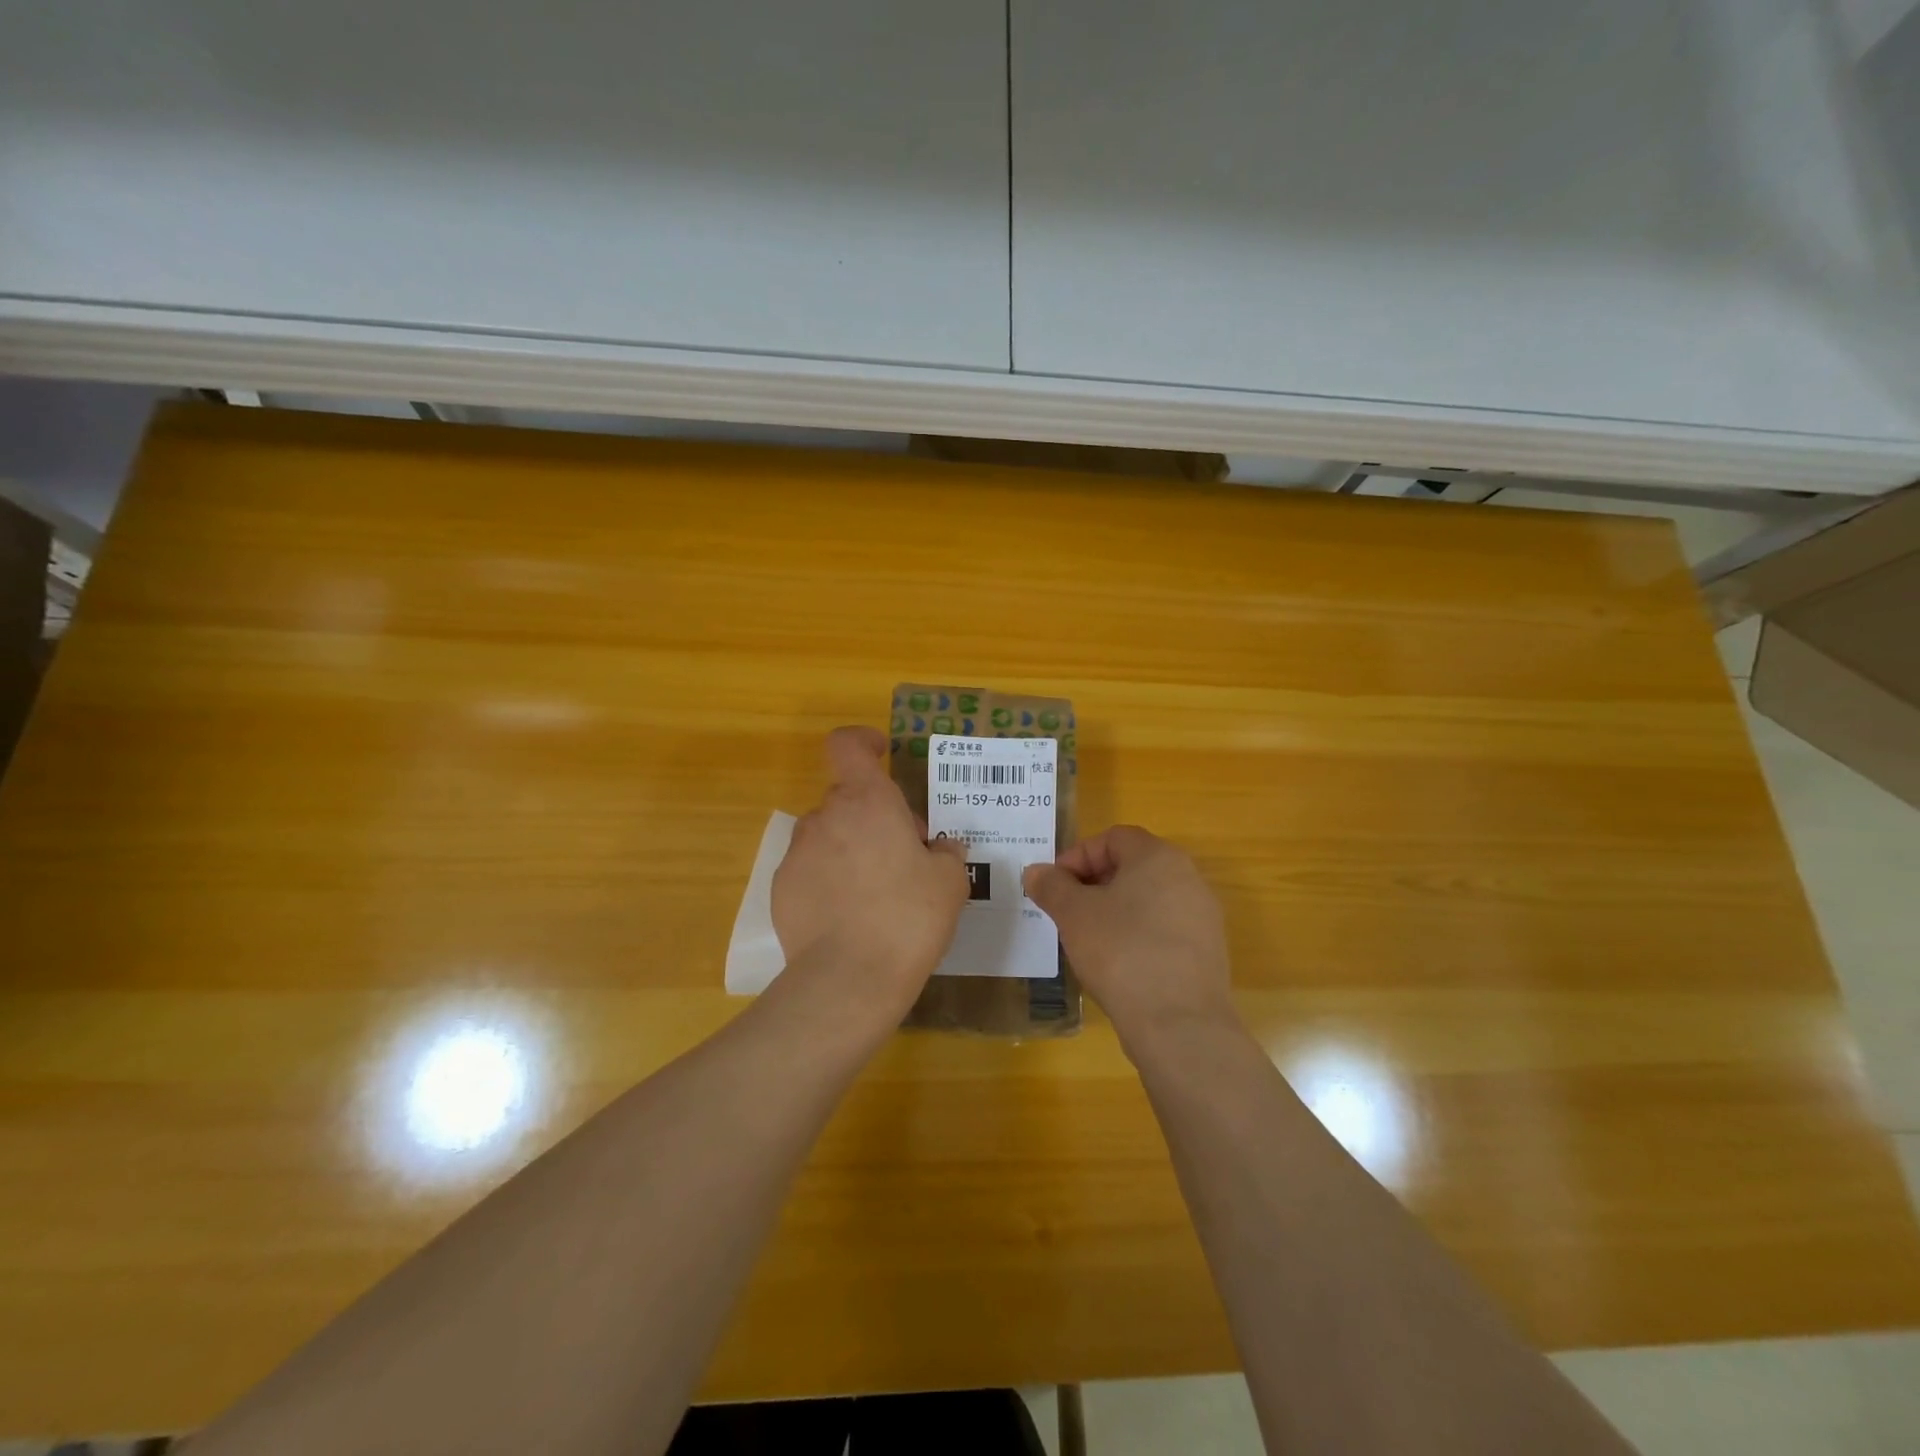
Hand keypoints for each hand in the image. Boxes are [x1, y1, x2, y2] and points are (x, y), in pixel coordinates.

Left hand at [772, 727, 969, 1023]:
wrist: (850, 979)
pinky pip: (810, 870)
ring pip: (828, 836)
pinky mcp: (781, 889)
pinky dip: (828, 881)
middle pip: (848, 799)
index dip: (862, 742)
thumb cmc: (909, 917)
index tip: (881, 754)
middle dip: (874, 817)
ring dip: (850, 849)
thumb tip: (939, 846)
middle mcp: (826, 817)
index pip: (847, 745)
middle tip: (904, 855)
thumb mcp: (950, 881)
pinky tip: (849, 917)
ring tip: (876, 893)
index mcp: (867, 801)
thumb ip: (946, 852)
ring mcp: (798, 853)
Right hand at [1023, 826, 1237, 1054]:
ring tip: (1088, 938)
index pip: (1112, 838)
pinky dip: (1137, 935)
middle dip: (1093, 884)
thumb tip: (1036, 872)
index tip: (1055, 886)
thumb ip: (1051, 886)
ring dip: (1114, 910)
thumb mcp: (1073, 914)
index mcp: (1158, 857)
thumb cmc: (1121, 952)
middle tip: (1066, 911)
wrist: (1179, 1024)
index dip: (1077, 856)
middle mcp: (1188, 877)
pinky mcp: (1208, 952)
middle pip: (1132, 866)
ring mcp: (1203, 916)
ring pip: (1148, 899)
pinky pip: (1164, 929)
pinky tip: (1118, 964)